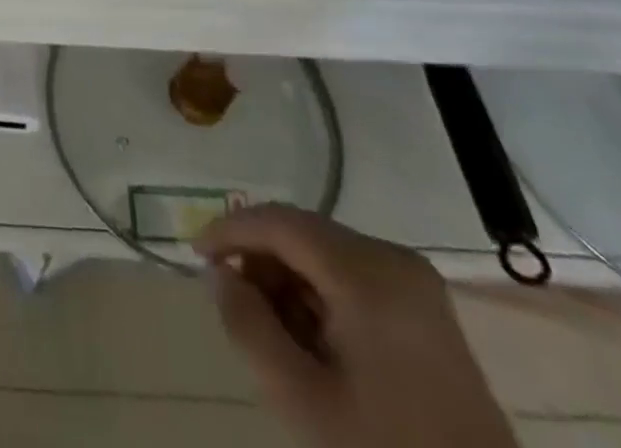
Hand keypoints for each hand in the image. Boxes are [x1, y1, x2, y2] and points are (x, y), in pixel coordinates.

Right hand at [195, 205, 515, 447]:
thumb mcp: (301, 400)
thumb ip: (248, 326)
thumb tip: (221, 274)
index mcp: (367, 271)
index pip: (280, 221)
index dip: (230, 229)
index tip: (195, 254)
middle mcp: (393, 257)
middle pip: (304, 234)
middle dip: (262, 261)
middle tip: (236, 304)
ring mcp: (415, 280)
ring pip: (327, 254)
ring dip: (290, 280)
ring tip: (275, 333)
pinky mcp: (425, 306)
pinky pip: (354, 276)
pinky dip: (321, 295)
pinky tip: (312, 340)